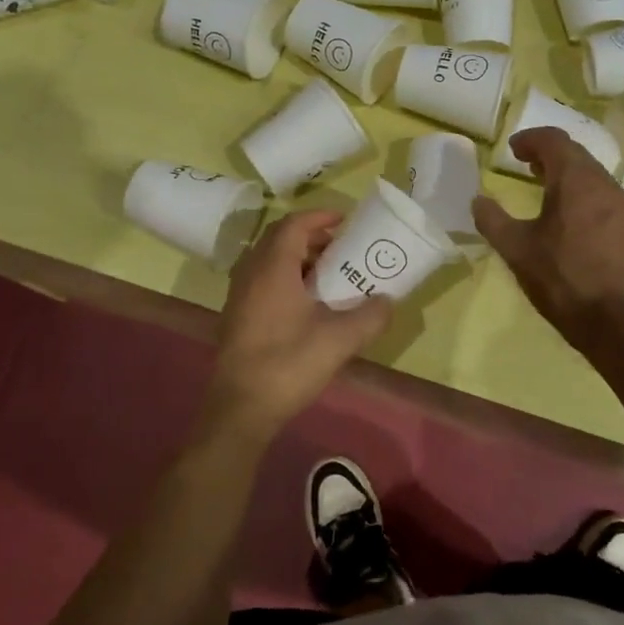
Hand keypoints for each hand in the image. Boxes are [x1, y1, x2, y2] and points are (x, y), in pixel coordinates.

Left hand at [209, 210, 392, 435]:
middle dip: (311, 236)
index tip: (345, 220)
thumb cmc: (288, 363)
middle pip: (279, 239)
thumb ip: (370, 316)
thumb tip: (388, 301)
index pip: (294, 224)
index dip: (319, 216)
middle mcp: (251, 272)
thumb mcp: (340, 340)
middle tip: (340, 248)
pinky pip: (261, 280)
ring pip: (269, 260)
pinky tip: (305, 305)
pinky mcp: (236, 316)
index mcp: (273, 267)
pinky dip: (284, 278)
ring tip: (327, 276)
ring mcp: (239, 295)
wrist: (241, 408)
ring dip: (297, 258)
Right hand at [473, 127, 623, 337]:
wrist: (616, 322)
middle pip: (575, 153)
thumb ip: (492, 220)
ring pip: (591, 174)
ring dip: (566, 173)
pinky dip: (581, 192)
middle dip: (548, 153)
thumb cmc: (561, 278)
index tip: (512, 150)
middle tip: (524, 164)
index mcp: (575, 180)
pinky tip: (568, 217)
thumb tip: (478, 200)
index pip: (554, 140)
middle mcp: (603, 184)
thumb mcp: (515, 249)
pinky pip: (602, 195)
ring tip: (543, 187)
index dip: (530, 139)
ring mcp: (621, 206)